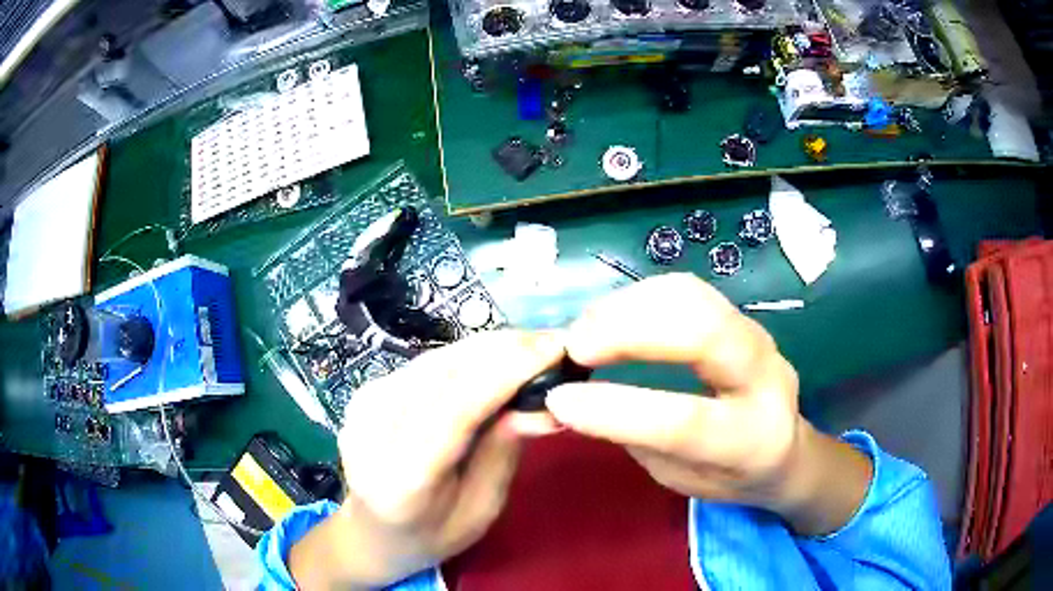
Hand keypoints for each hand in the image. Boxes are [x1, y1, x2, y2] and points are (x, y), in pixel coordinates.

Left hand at [289, 330, 565, 589]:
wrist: (369, 531)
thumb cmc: (431, 534)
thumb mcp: (480, 510)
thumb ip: (503, 452)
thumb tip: (543, 401)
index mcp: (403, 477)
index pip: (456, 408)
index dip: (507, 372)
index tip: (555, 348)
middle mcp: (373, 430)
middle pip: (445, 372)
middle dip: (505, 350)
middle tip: (555, 342)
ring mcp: (363, 405)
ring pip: (438, 359)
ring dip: (489, 347)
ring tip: (534, 347)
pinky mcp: (367, 391)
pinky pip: (427, 364)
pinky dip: (467, 357)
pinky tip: (497, 358)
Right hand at [546, 274, 871, 535]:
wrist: (785, 450)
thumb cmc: (729, 477)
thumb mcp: (680, 478)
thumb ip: (636, 439)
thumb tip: (569, 398)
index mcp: (752, 440)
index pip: (686, 422)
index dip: (619, 410)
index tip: (560, 398)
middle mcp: (766, 378)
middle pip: (703, 333)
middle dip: (629, 331)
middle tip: (575, 345)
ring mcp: (756, 336)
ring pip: (693, 297)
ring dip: (629, 306)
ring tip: (585, 330)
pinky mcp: (740, 315)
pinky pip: (687, 291)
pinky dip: (640, 297)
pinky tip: (612, 318)